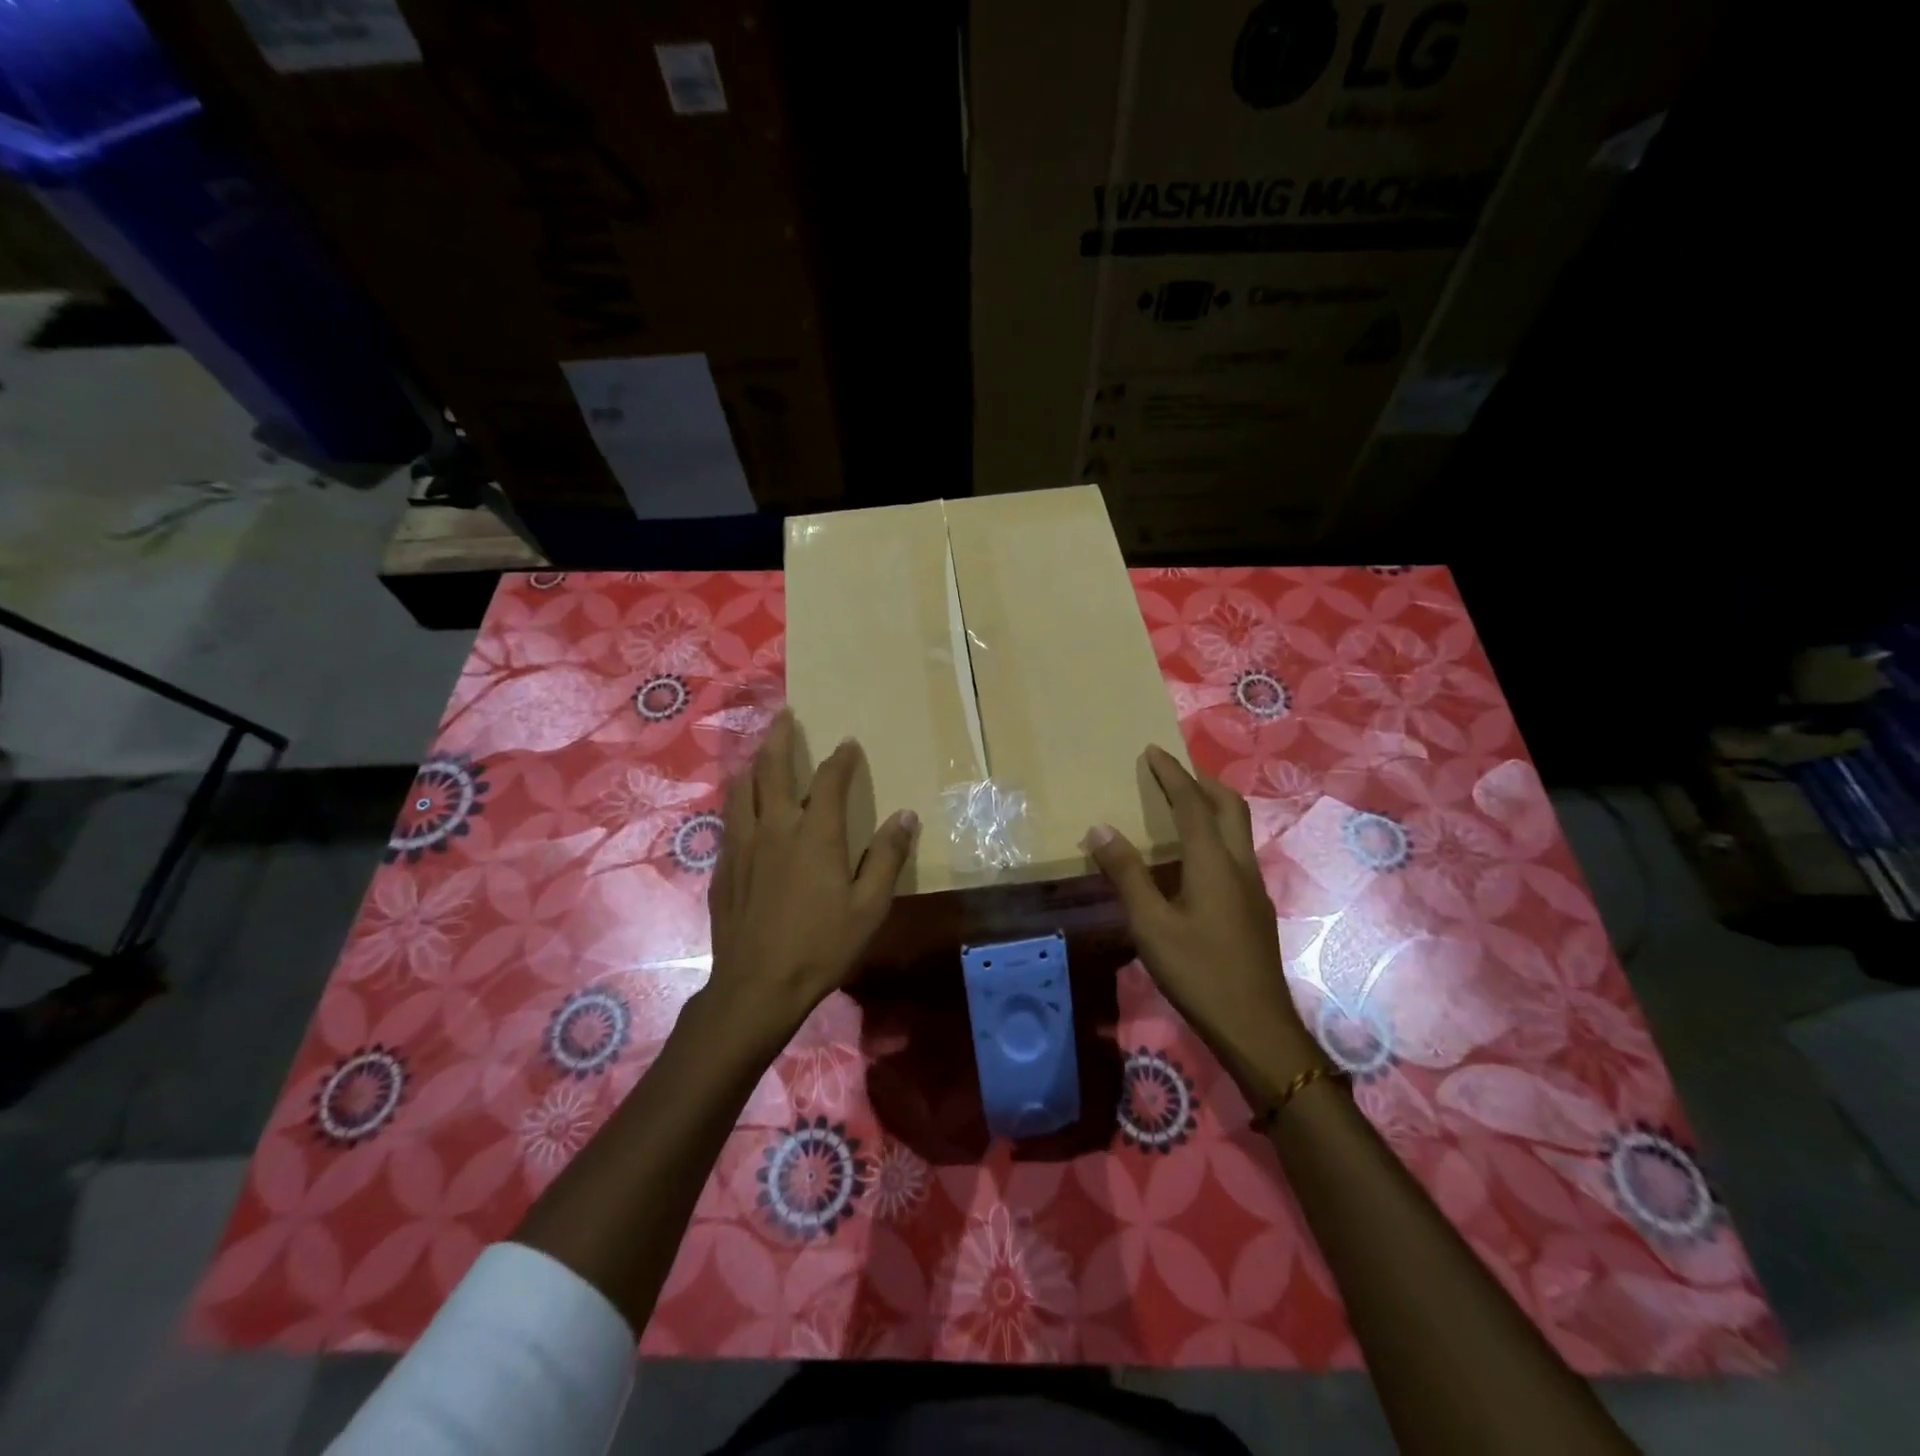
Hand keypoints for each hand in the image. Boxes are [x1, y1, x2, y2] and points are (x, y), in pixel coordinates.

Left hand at [703, 712, 917, 1055]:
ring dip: (754, 764)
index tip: (848, 744)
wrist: (756, 986)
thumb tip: (906, 816)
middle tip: (785, 715)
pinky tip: (742, 807)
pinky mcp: (724, 866)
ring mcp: (743, 845)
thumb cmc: (821, 946)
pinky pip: (729, 819)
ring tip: (760, 753)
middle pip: (772, 769)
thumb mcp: (869, 907)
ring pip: (742, 789)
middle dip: (781, 738)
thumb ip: (887, 858)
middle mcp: (775, 828)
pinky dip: (738, 800)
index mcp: (815, 835)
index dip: (841, 759)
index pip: (829, 781)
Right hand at [1083, 745, 1322, 1093]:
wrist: (1255, 1026)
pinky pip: (1234, 853)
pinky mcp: (1254, 908)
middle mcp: (1239, 865)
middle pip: (1228, 807)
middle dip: (1202, 781)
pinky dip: (1214, 836)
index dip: (1172, 774)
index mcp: (1213, 862)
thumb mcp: (1151, 924)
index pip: (1192, 803)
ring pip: (1236, 830)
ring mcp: (1252, 887)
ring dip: (1211, 808)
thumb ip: (1126, 874)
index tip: (1153, 751)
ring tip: (1180, 807)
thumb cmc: (1198, 971)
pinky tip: (1192, 861)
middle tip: (1172, 773)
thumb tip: (1100, 828)